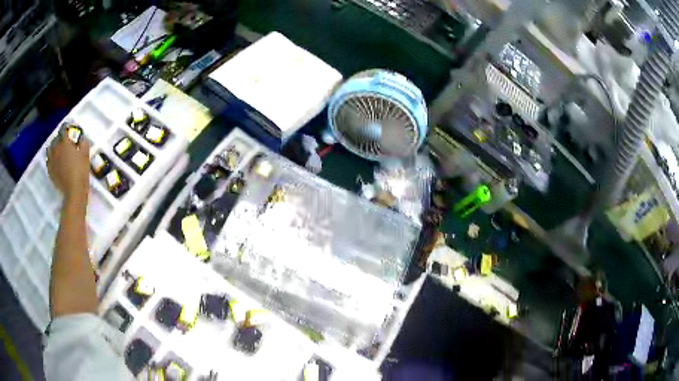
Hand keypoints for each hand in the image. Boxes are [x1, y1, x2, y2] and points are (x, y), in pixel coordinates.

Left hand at [47, 132, 90, 203]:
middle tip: (64, 141)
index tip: (69, 129)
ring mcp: (51, 160)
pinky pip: (48, 159)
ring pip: (50, 148)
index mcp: (64, 142)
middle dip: (60, 138)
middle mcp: (56, 148)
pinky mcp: (50, 170)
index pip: (63, 129)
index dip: (66, 127)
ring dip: (53, 147)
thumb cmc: (80, 171)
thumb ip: (83, 142)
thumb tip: (81, 138)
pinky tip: (55, 160)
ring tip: (58, 149)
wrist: (73, 192)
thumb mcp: (86, 154)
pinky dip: (51, 157)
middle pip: (55, 138)